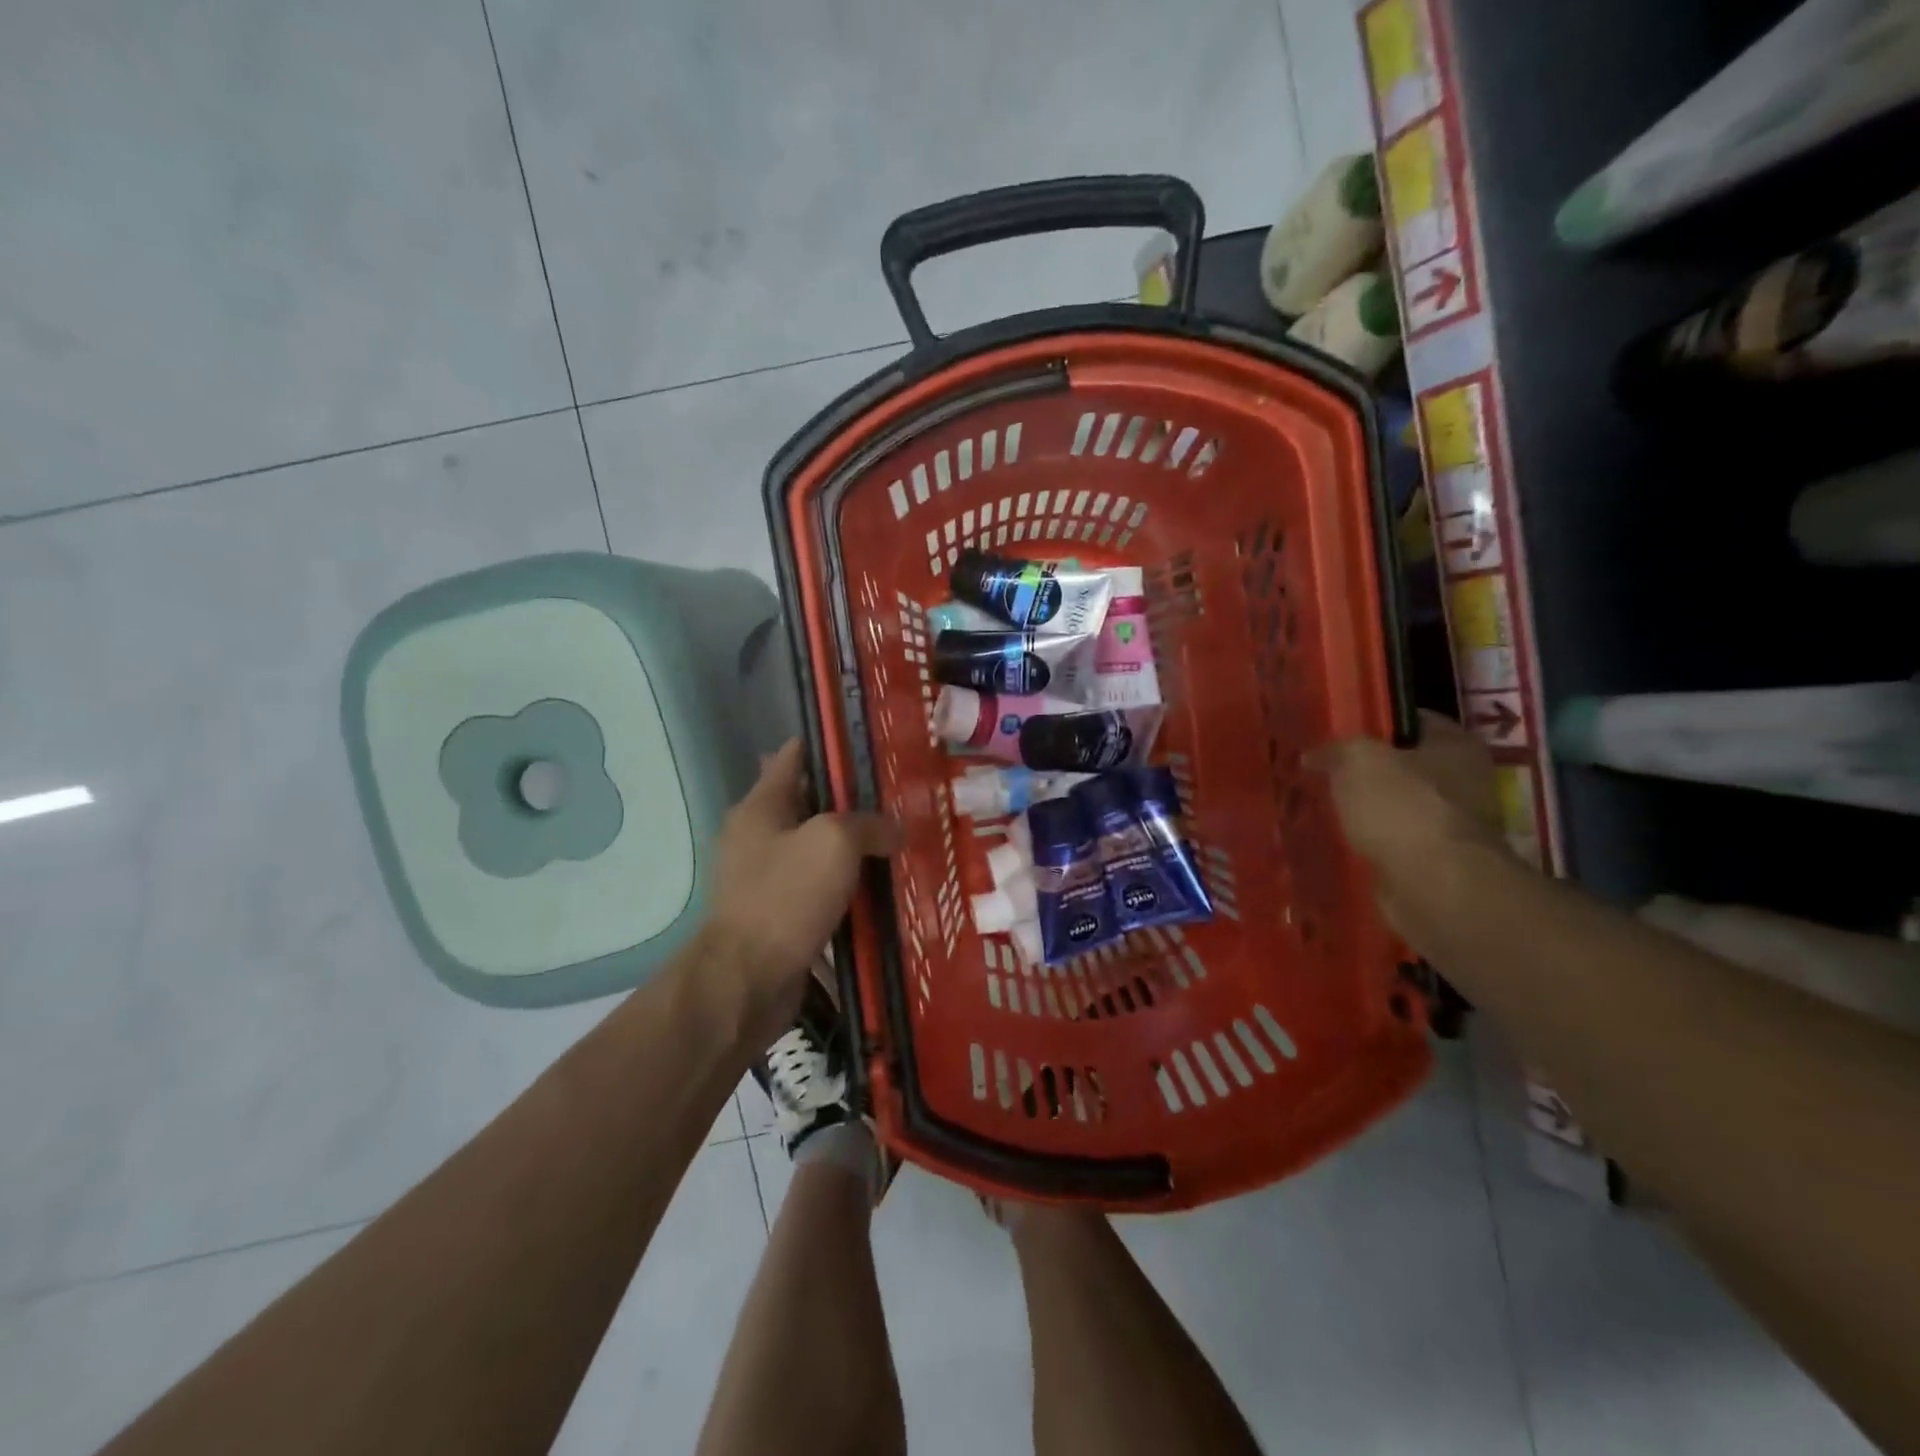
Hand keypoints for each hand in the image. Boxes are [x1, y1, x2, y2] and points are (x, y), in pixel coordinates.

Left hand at [703, 740, 900, 1047]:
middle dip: (853, 802)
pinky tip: (884, 891)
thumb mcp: (834, 843)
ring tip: (901, 843)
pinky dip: (849, 889)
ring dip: (855, 850)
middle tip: (900, 799)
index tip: (871, 745)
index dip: (830, 746)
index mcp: (761, 806)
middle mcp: (759, 837)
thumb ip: (869, 825)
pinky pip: (822, 892)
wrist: (747, 981)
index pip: (794, 756)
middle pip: (811, 805)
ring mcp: (768, 879)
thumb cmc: (785, 896)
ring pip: (820, 852)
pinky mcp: (781, 917)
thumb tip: (894, 830)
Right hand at [1306, 711, 1505, 882]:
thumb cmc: (1402, 807)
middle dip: (1367, 771)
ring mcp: (1454, 825)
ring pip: (1399, 806)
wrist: (1435, 885)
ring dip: (1368, 810)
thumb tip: (1312, 756)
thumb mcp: (1357, 760)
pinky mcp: (1438, 862)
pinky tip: (1342, 841)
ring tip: (1326, 808)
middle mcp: (1465, 780)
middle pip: (1406, 766)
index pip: (1412, 721)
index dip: (1374, 723)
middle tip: (1324, 772)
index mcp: (1457, 744)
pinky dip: (1373, 842)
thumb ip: (1334, 750)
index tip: (1337, 733)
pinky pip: (1396, 842)